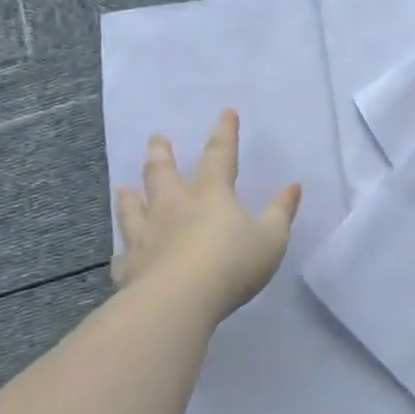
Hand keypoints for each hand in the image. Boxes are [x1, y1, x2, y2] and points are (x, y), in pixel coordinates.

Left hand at [111, 110, 300, 314]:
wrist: (178, 301)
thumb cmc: (232, 263)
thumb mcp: (271, 238)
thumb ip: (281, 212)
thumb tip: (294, 187)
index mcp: (211, 195)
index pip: (220, 155)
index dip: (225, 133)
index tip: (225, 112)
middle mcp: (174, 207)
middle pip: (164, 174)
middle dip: (162, 154)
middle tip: (156, 139)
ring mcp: (147, 236)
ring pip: (134, 209)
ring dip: (130, 197)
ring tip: (123, 187)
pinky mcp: (130, 267)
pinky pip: (124, 255)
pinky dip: (124, 251)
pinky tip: (120, 253)